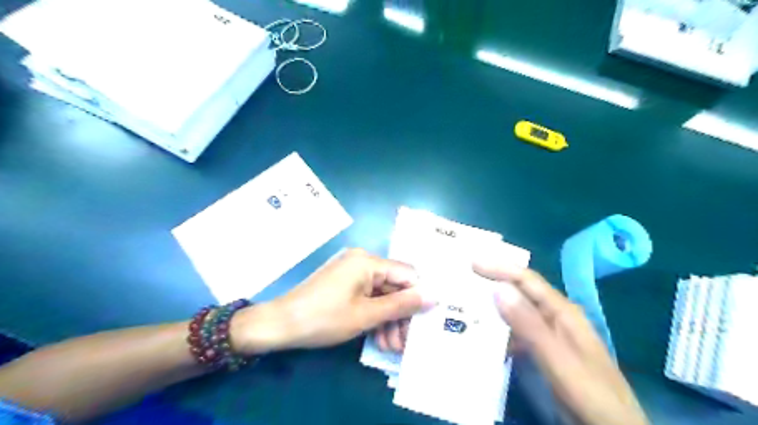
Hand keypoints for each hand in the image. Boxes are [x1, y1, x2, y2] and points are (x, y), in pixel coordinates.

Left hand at [232, 249, 431, 354]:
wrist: (280, 325)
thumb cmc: (324, 318)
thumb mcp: (367, 315)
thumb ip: (402, 305)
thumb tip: (434, 297)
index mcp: (368, 261)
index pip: (407, 274)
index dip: (417, 297)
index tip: (423, 322)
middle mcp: (362, 261)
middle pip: (394, 286)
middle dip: (401, 315)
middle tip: (404, 343)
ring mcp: (352, 273)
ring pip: (381, 295)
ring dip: (389, 320)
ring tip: (391, 346)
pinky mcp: (344, 284)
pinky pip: (367, 297)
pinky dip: (374, 315)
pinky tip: (378, 338)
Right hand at [475, 257, 647, 424]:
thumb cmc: (590, 392)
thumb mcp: (558, 358)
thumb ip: (529, 324)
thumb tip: (499, 288)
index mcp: (562, 312)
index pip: (527, 280)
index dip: (500, 267)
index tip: (472, 262)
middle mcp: (555, 317)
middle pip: (521, 291)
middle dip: (494, 280)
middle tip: (464, 275)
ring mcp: (550, 335)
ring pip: (517, 311)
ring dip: (493, 305)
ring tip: (465, 301)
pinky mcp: (544, 352)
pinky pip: (516, 332)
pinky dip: (499, 330)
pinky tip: (483, 334)